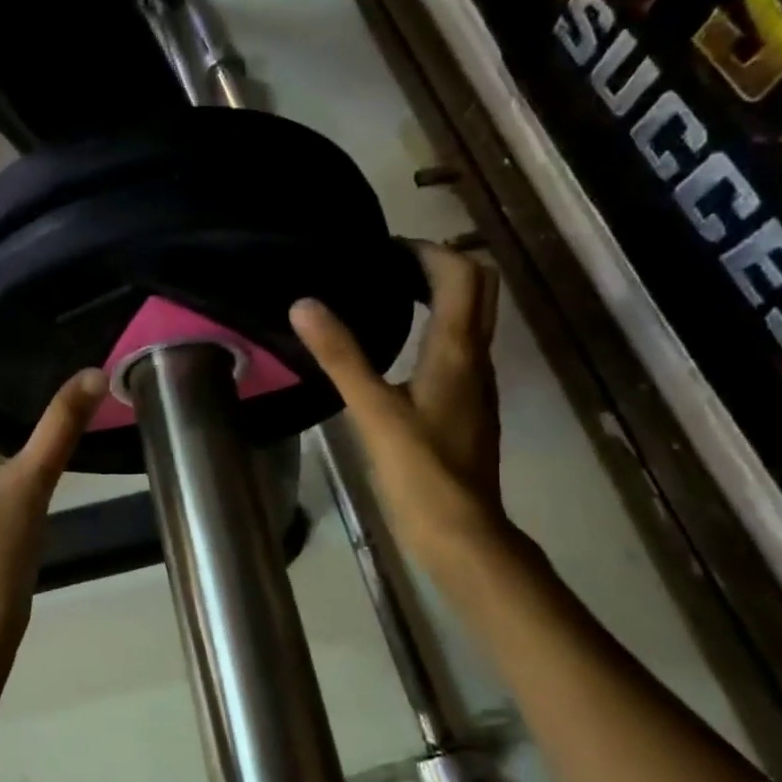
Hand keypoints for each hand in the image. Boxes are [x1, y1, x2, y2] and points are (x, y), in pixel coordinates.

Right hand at [290, 242, 505, 552]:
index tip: (383, 249)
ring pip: (470, 318)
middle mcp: (476, 358)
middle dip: (439, 266)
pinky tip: (397, 351)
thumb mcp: (373, 410)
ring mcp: (476, 384)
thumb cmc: (420, 470)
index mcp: (457, 349)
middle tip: (388, 267)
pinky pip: (458, 348)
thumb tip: (304, 304)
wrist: (460, 531)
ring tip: (386, 297)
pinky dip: (434, 329)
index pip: (460, 274)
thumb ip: (340, 355)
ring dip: (438, 296)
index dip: (427, 250)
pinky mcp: (466, 406)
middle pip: (478, 289)